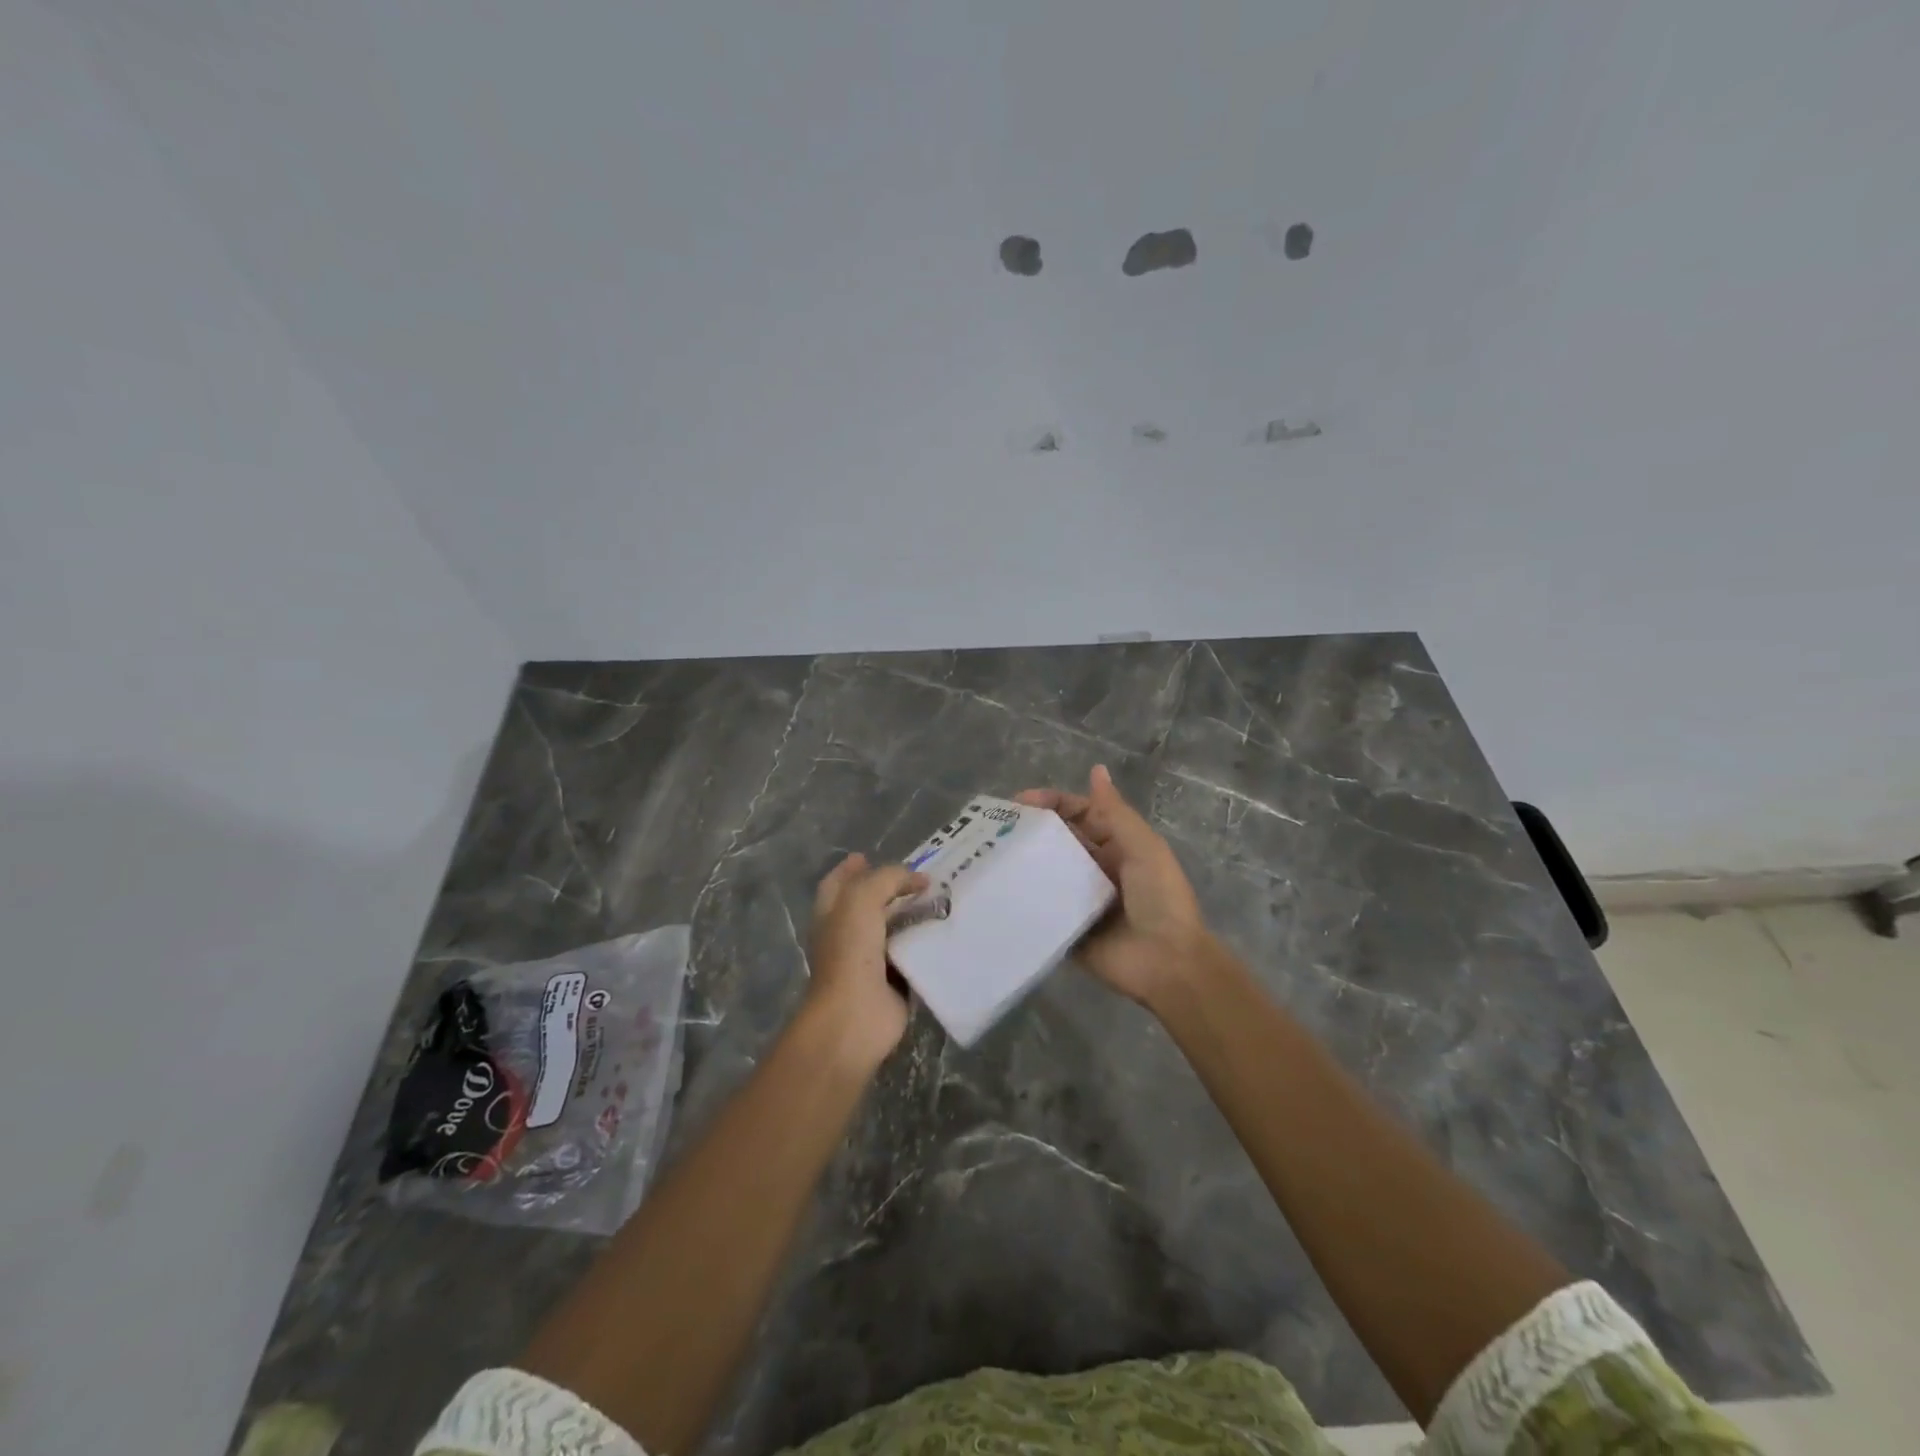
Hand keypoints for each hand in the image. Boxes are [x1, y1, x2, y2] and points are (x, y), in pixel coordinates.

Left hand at [803, 854, 926, 1070]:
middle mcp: (847, 935)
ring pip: (894, 930)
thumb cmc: (850, 953)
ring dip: (914, 917)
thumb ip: (888, 879)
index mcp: (831, 914)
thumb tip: (919, 879)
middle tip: (924, 878)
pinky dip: (927, 946)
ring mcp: (870, 961)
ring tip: (944, 900)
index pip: (838, 883)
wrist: (855, 1015)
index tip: (872, 855)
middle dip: (891, 890)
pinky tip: (948, 933)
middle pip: (869, 905)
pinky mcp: (894, 983)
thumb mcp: (862, 900)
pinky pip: (913, 957)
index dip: (851, 868)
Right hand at [1015, 765, 1209, 1008]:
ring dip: (1023, 864)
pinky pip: (1042, 910)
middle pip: (1059, 842)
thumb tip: (1096, 769)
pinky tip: (995, 892)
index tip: (1019, 802)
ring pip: (1046, 874)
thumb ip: (1115, 812)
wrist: (1167, 962)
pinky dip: (1023, 901)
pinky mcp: (1066, 930)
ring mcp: (1079, 901)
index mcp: (1116, 847)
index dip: (1053, 803)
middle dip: (1031, 831)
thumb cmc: (1159, 898)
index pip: (1080, 814)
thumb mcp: (1143, 847)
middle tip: (994, 829)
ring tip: (987, 856)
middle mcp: (1095, 870)